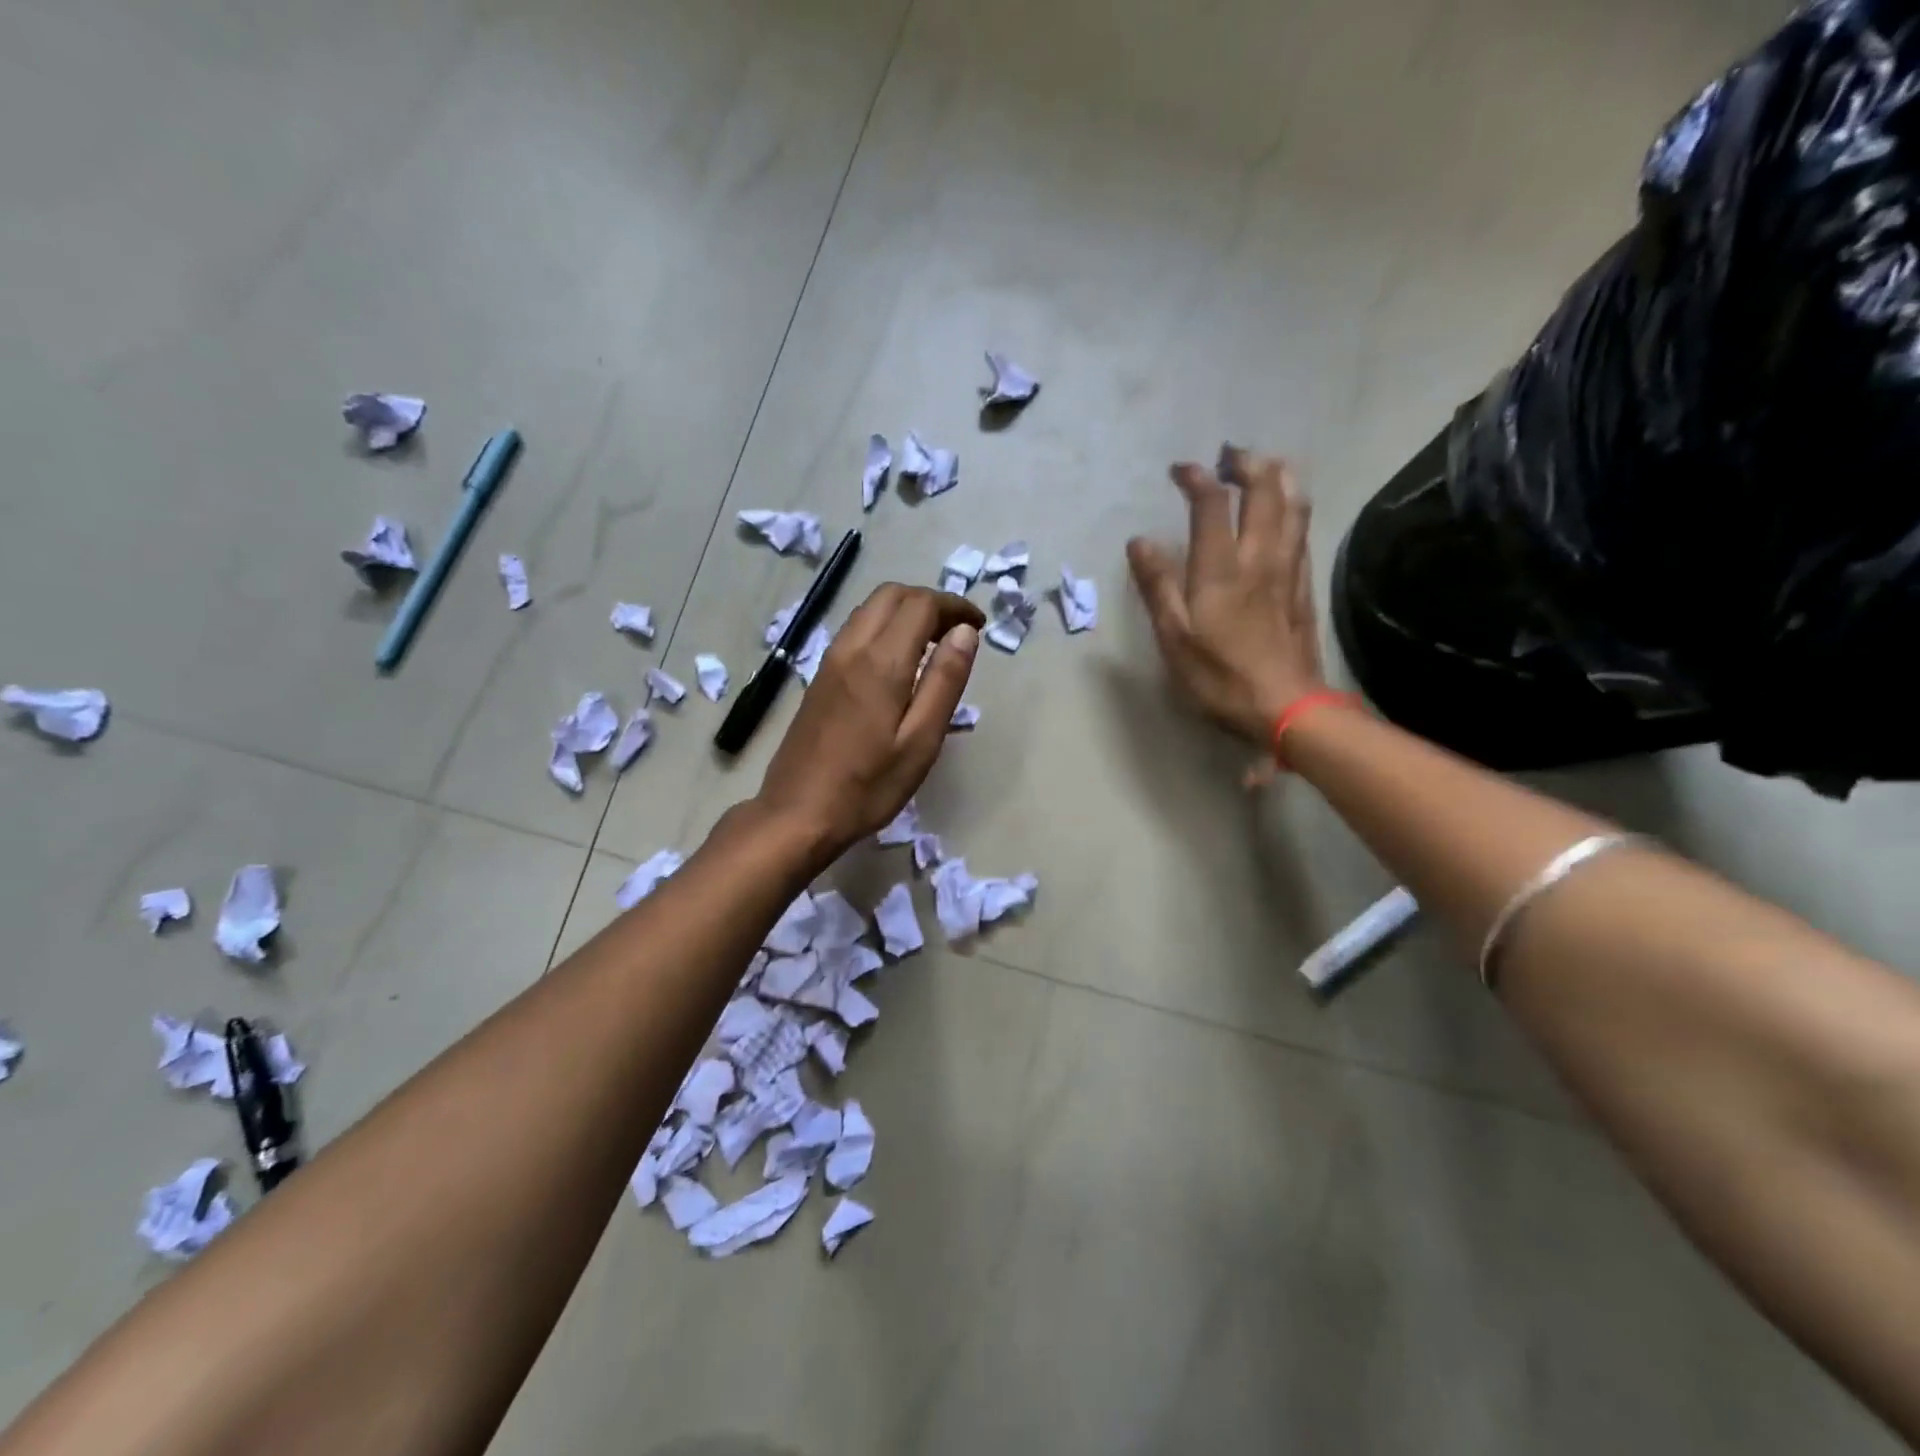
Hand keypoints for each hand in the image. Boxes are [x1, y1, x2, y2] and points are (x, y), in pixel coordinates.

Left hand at [756, 583, 984, 859]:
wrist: (798, 814)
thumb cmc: (868, 786)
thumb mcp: (920, 741)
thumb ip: (944, 681)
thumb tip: (964, 632)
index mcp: (881, 662)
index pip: (921, 604)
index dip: (954, 606)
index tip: (978, 625)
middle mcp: (851, 648)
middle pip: (892, 594)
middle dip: (930, 601)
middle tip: (958, 632)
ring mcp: (829, 661)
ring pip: (870, 609)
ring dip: (905, 611)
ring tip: (933, 645)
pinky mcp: (819, 677)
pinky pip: (856, 630)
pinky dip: (884, 627)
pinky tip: (899, 662)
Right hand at [1127, 448, 1326, 762]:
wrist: (1286, 706)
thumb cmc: (1220, 677)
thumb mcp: (1174, 637)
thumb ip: (1158, 586)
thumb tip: (1140, 542)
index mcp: (1221, 568)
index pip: (1212, 504)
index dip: (1196, 478)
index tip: (1179, 470)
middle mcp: (1259, 557)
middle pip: (1264, 491)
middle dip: (1247, 464)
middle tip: (1229, 455)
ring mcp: (1288, 570)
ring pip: (1293, 506)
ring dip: (1279, 476)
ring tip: (1266, 465)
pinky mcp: (1304, 587)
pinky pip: (1302, 533)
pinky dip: (1294, 509)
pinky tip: (1288, 512)